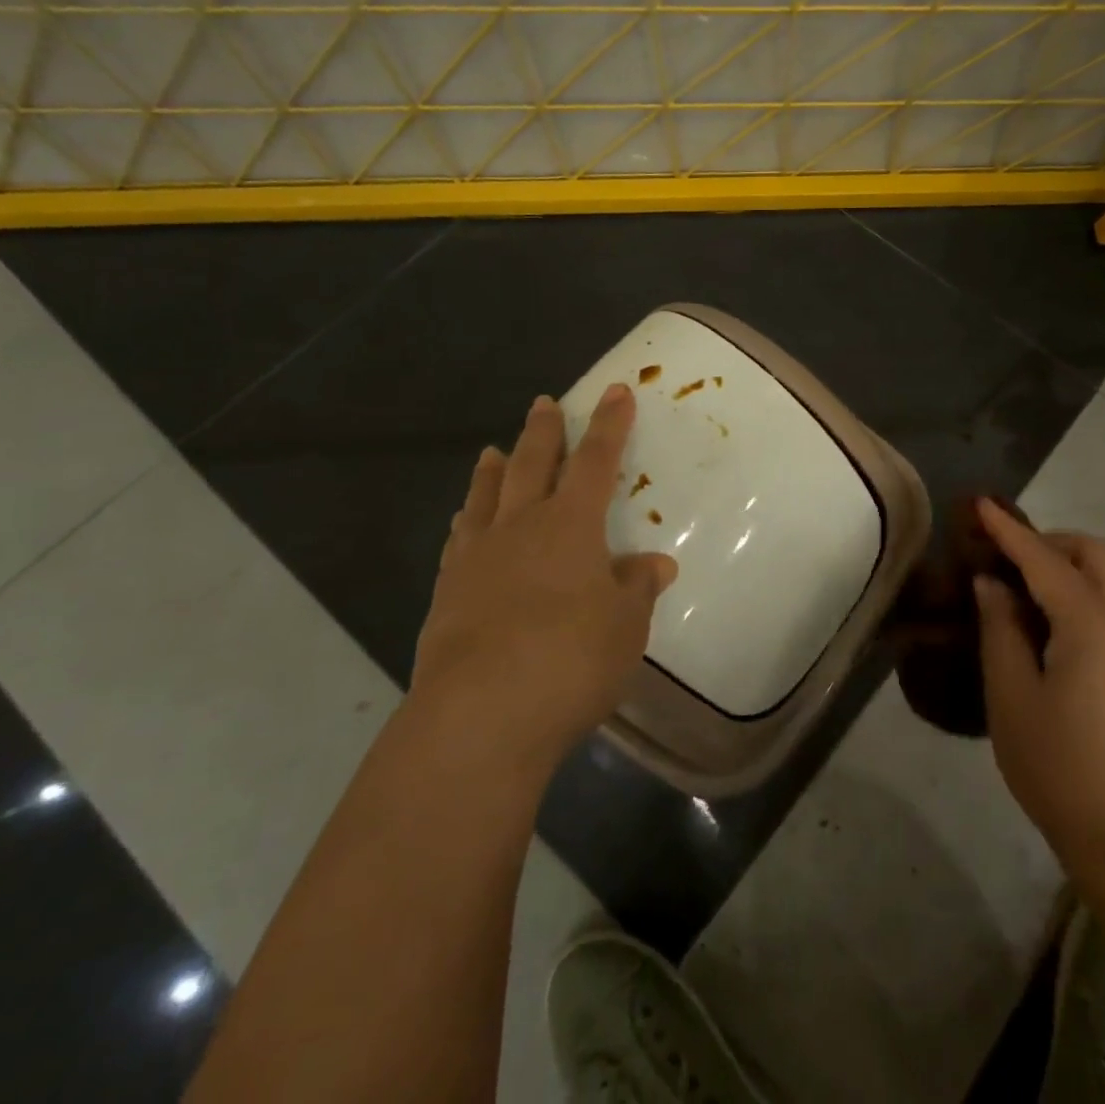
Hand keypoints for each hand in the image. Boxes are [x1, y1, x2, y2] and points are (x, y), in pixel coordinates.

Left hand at [413, 385, 678, 775]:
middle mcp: (521, 526)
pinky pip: (460, 539)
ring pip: (486, 495)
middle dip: (544, 431)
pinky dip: (466, 519)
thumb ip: (638, 588)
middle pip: (532, 463)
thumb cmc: (570, 659)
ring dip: (493, 468)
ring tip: (492, 449)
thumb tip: (656, 563)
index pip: (596, 460)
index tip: (616, 391)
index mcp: (570, 524)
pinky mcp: (448, 591)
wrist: (480, 714)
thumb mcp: (625, 626)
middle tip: (544, 402)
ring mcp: (478, 556)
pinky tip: (464, 522)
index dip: (610, 425)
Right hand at [973, 498, 1104, 857]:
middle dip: (1050, 541)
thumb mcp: (1010, 693)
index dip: (1008, 530)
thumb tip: (991, 584)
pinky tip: (1048, 621)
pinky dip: (1081, 590)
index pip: (1043, 559)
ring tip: (1021, 587)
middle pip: (1095, 553)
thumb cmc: (1056, 763)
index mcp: (1090, 623)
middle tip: (1005, 558)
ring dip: (1068, 564)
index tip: (979, 505)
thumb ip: (999, 628)